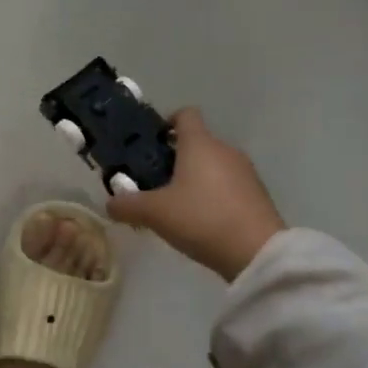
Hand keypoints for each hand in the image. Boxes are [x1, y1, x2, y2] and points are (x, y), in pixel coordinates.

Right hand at [106, 108, 286, 281]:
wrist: (258, 252)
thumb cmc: (202, 219)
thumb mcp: (155, 214)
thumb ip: (128, 206)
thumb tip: (109, 204)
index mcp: (199, 143)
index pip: (185, 114)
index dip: (167, 122)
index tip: (152, 143)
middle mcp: (224, 149)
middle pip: (198, 142)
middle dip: (177, 158)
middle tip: (156, 182)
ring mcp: (245, 172)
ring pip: (214, 165)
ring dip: (197, 178)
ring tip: (179, 206)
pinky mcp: (258, 195)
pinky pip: (230, 185)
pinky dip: (215, 195)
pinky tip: (204, 221)